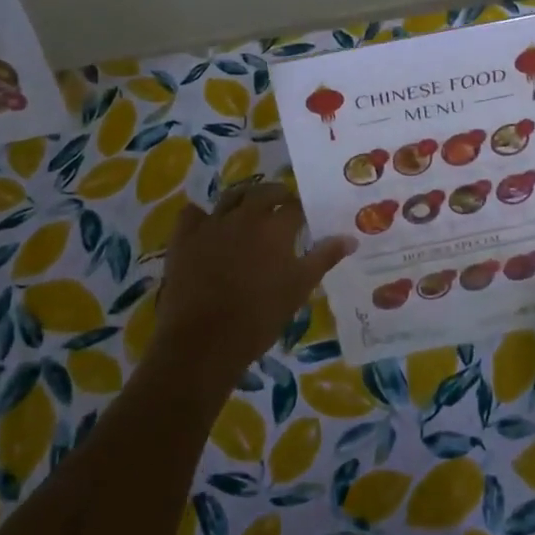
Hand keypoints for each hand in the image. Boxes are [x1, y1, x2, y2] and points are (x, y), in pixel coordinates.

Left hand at [152, 182, 354, 389]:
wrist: (204, 341)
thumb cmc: (260, 317)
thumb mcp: (299, 288)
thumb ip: (324, 258)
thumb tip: (350, 238)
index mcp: (276, 227)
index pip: (295, 206)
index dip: (302, 209)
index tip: (306, 217)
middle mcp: (245, 216)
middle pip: (264, 192)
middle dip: (277, 195)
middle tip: (282, 206)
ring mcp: (211, 224)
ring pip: (231, 197)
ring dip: (244, 198)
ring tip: (250, 209)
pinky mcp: (184, 238)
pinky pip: (193, 214)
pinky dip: (203, 215)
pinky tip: (208, 224)